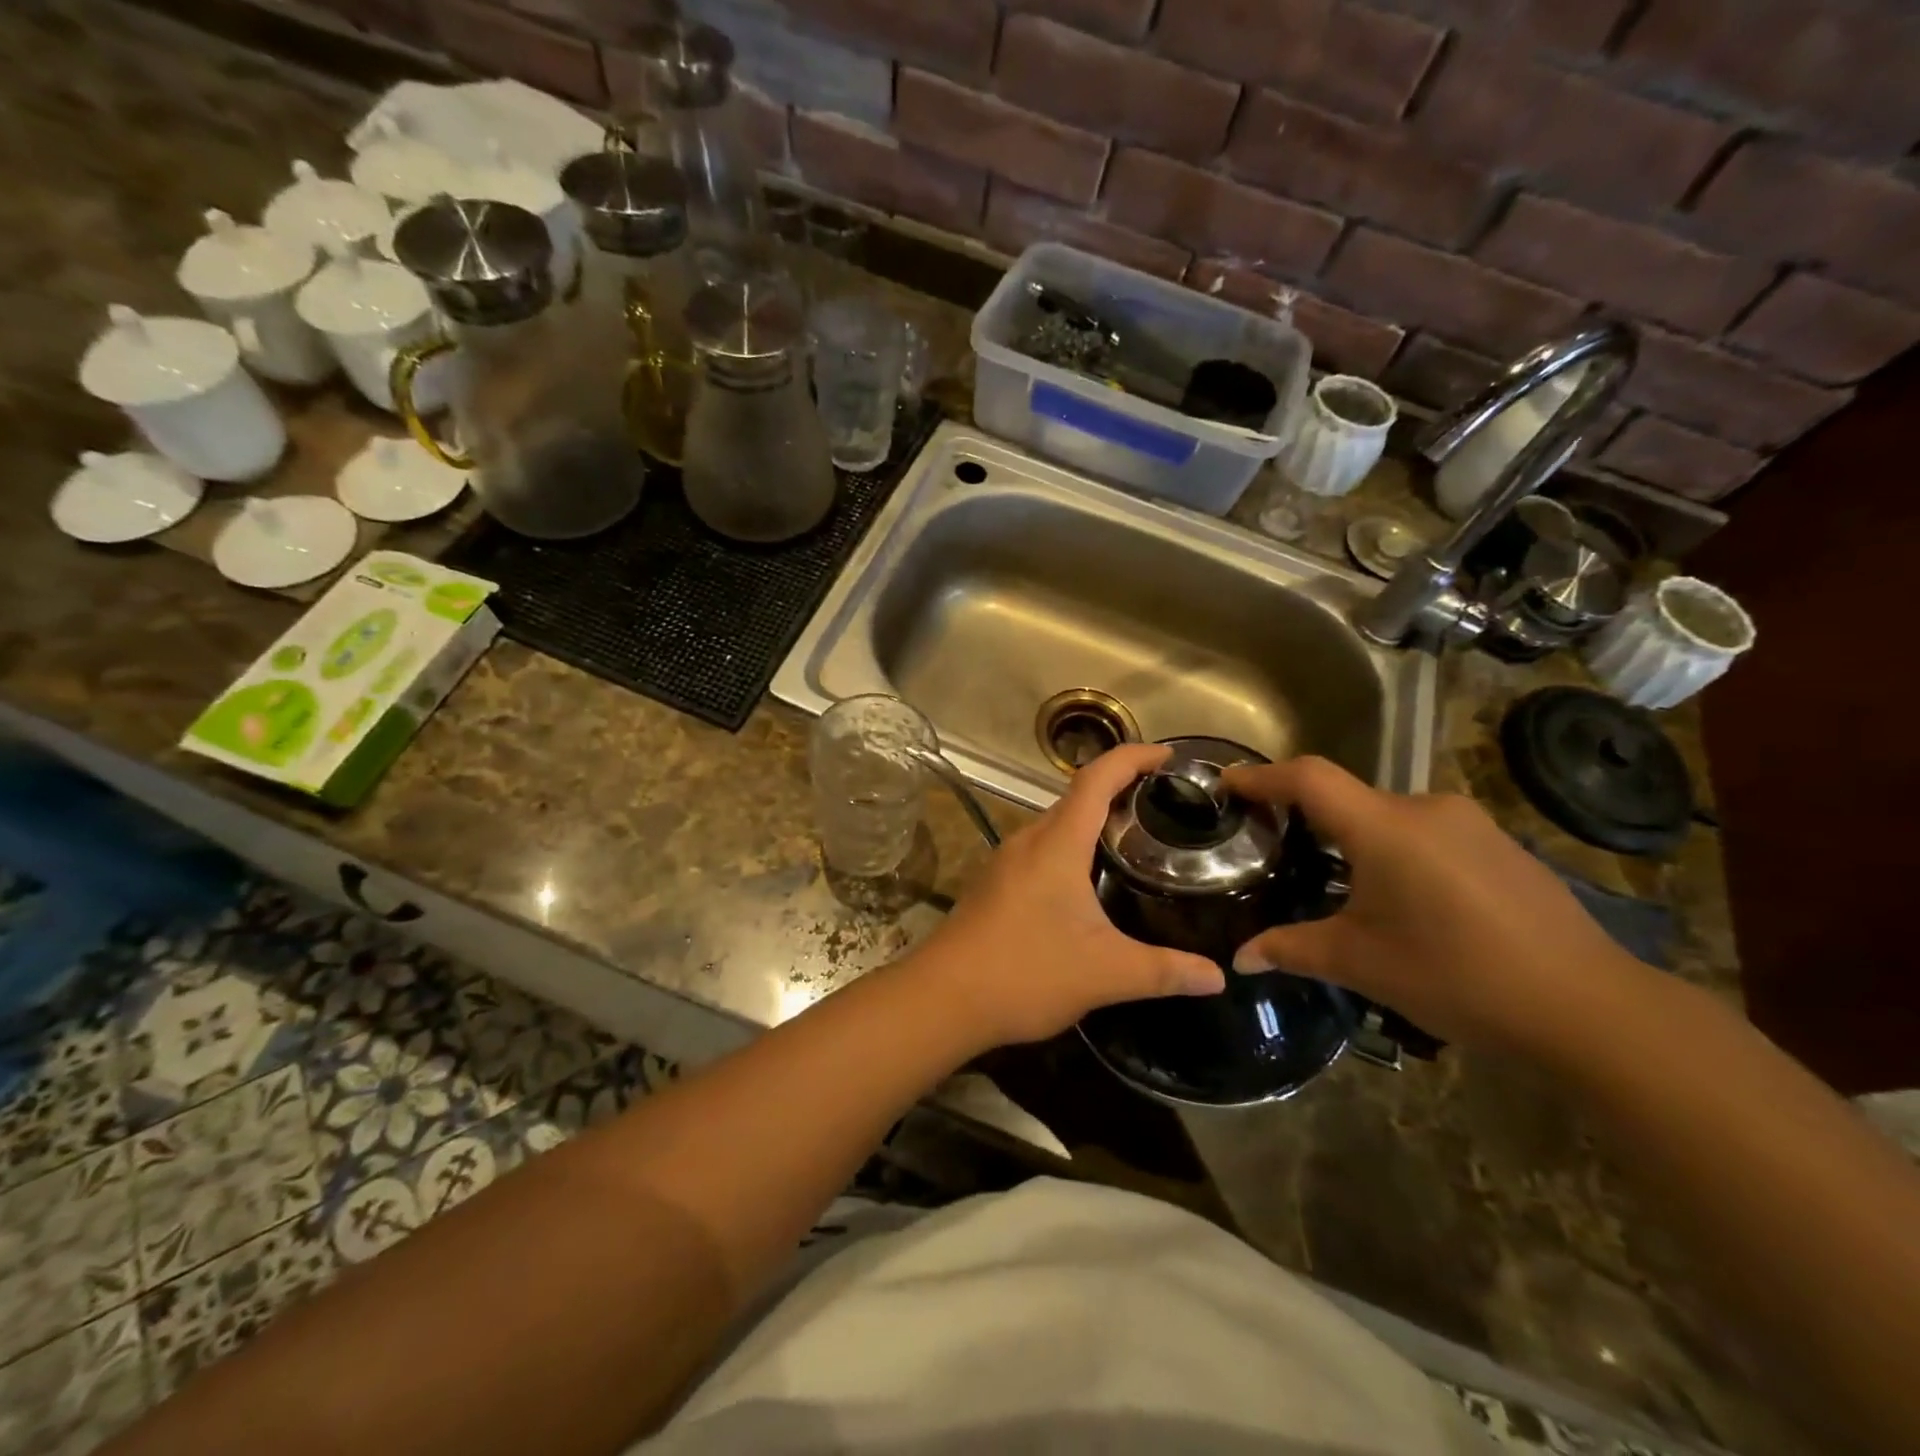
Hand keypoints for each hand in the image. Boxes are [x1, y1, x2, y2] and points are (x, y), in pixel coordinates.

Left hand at [910, 744, 1225, 1048]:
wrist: (943, 998)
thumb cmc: (1025, 972)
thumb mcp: (1105, 972)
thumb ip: (1164, 972)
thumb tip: (1218, 977)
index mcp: (1057, 843)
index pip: (1097, 778)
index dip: (1133, 758)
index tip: (1168, 756)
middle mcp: (1029, 840)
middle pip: (1077, 797)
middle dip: (1120, 789)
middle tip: (1165, 805)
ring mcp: (1006, 861)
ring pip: (1057, 824)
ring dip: (1093, 821)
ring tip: (1135, 839)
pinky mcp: (995, 884)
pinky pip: (1041, 849)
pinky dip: (1072, 847)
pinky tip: (1088, 882)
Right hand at [1222, 757, 1643, 1056]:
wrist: (1590, 1009)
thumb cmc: (1457, 977)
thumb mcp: (1361, 963)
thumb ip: (1292, 950)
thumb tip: (1240, 960)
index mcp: (1386, 828)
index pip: (1308, 778)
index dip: (1262, 775)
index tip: (1227, 783)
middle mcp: (1427, 809)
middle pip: (1348, 796)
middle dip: (1307, 817)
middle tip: (1278, 848)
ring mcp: (1471, 825)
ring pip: (1389, 816)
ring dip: (1355, 838)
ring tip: (1339, 883)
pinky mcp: (1500, 846)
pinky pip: (1427, 833)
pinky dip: (1396, 850)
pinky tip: (1404, 900)